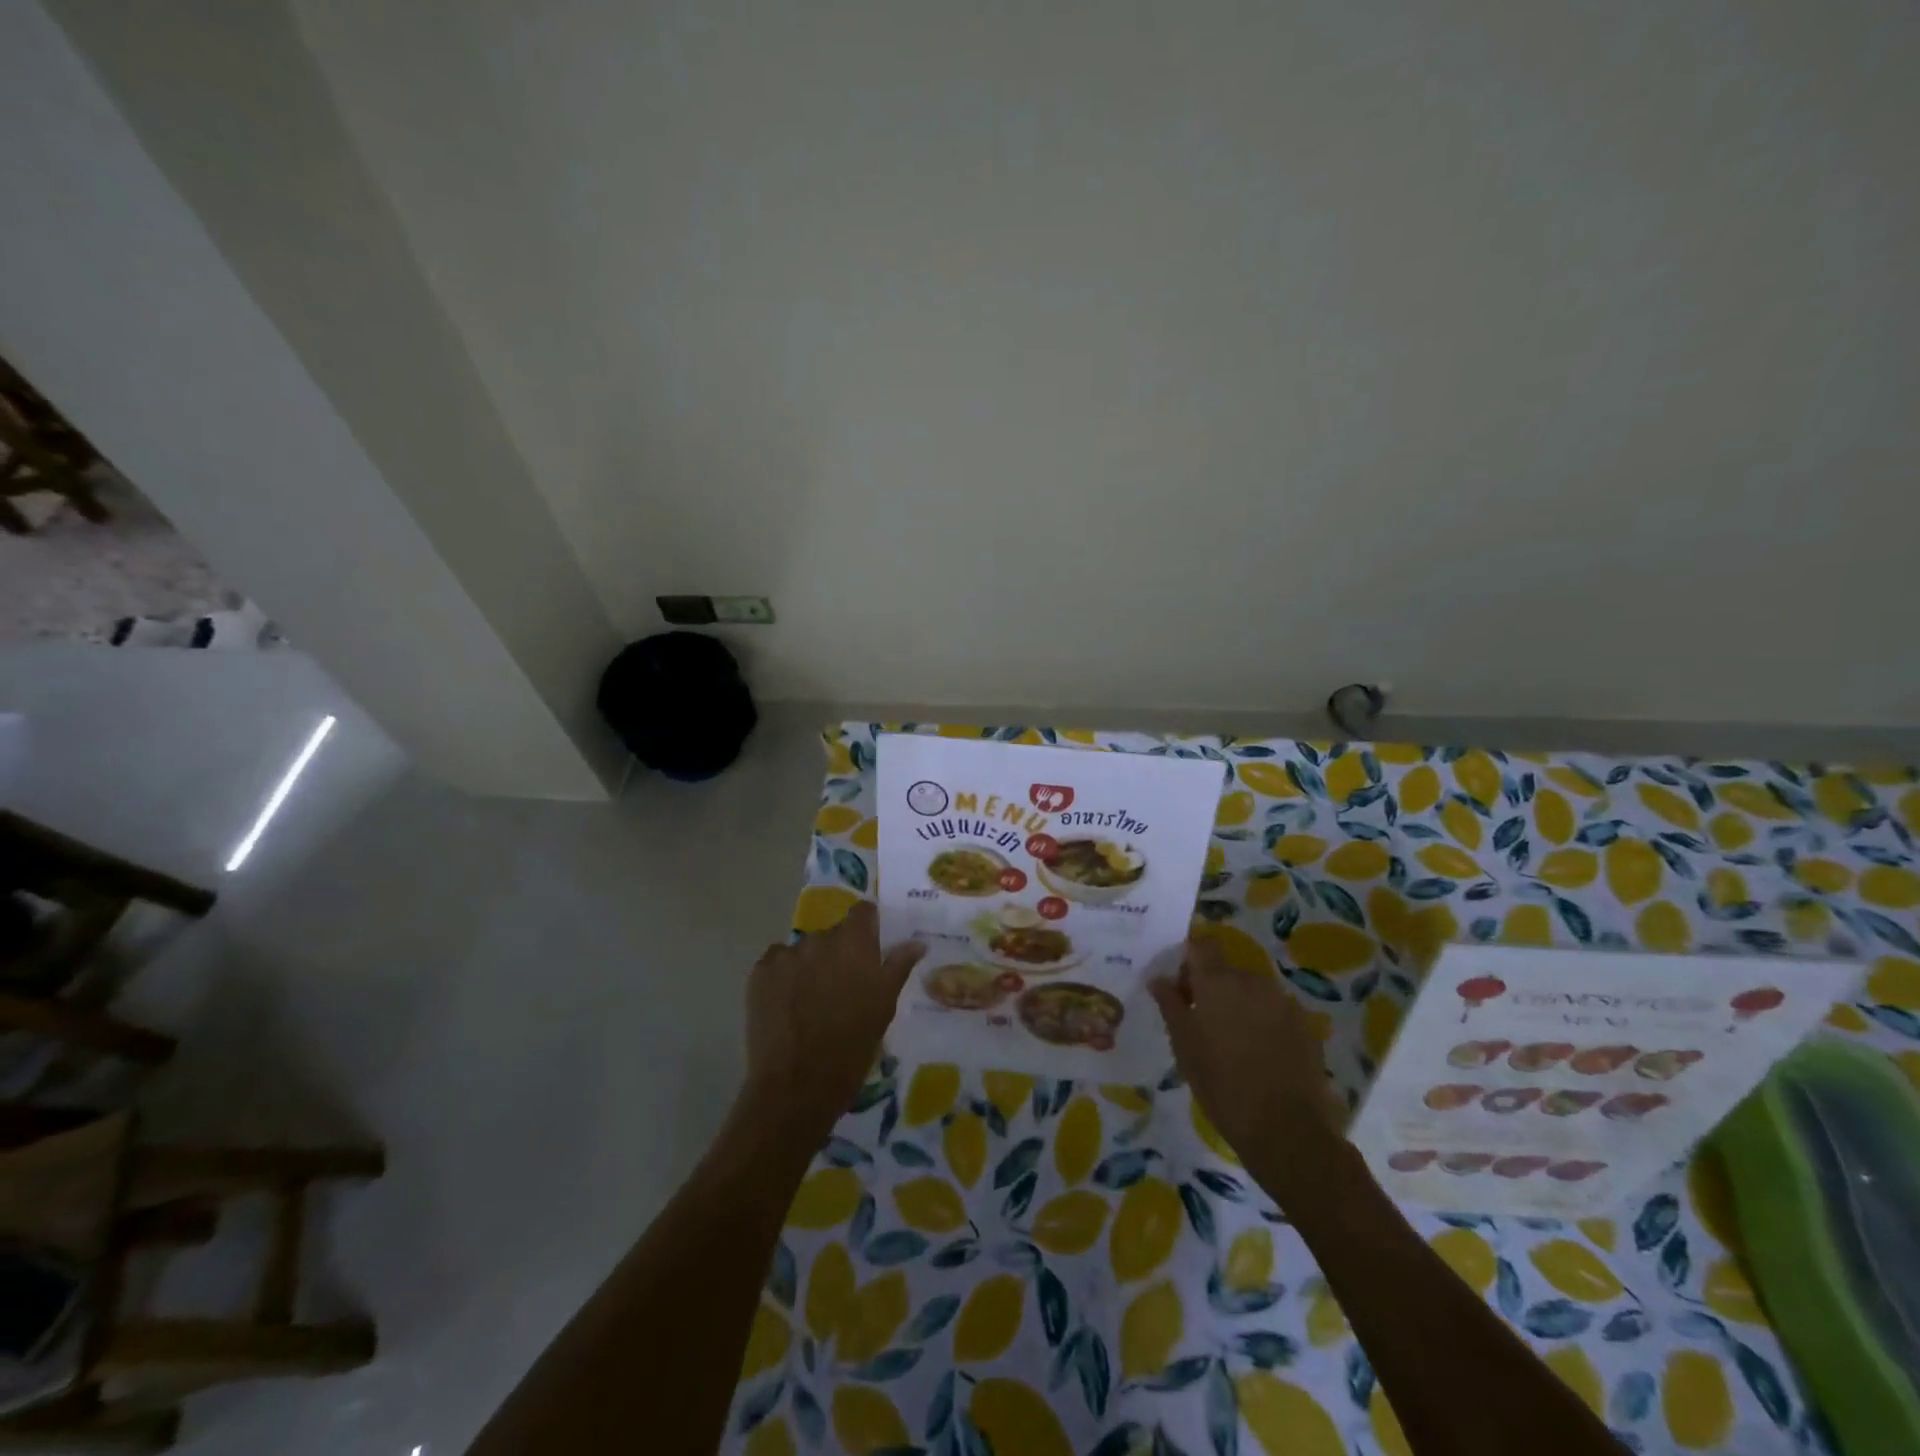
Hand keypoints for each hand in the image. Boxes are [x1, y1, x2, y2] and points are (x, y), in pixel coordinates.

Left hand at [742, 902, 924, 1139]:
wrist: (796, 1087)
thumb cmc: (851, 1048)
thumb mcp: (884, 1007)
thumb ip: (898, 967)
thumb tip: (916, 942)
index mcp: (853, 943)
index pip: (863, 912)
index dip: (868, 927)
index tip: (871, 949)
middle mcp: (819, 939)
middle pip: (833, 934)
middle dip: (839, 953)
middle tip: (843, 986)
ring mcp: (786, 955)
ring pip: (804, 951)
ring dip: (811, 966)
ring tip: (812, 1002)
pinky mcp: (759, 974)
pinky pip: (777, 964)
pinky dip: (784, 978)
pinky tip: (788, 1006)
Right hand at [1149, 935, 1344, 1171]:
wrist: (1286, 1128)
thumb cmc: (1221, 1084)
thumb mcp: (1184, 1045)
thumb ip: (1170, 1004)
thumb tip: (1159, 978)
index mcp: (1218, 981)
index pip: (1202, 944)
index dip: (1190, 960)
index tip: (1183, 989)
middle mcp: (1253, 981)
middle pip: (1227, 969)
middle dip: (1213, 988)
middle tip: (1203, 1023)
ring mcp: (1284, 1002)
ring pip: (1252, 991)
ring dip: (1239, 1005)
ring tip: (1233, 1043)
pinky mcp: (1306, 1025)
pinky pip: (1275, 1011)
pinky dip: (1264, 1022)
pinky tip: (1260, 1055)